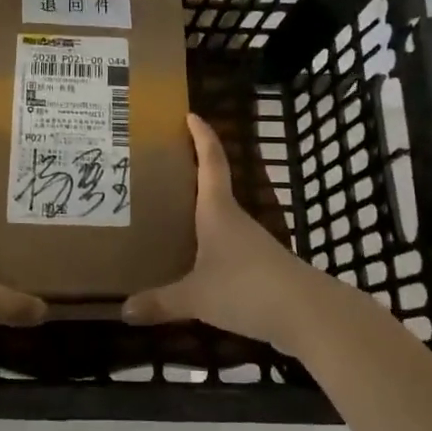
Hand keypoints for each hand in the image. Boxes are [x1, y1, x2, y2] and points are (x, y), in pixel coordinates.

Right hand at [121, 114, 341, 354]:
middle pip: (214, 187)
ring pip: (220, 219)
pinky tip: (195, 262)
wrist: (308, 315)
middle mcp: (235, 220)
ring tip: (169, 216)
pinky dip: (209, 245)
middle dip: (192, 174)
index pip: (212, 162)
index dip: (202, 137)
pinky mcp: (261, 267)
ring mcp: (251, 243)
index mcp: (218, 211)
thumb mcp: (196, 297)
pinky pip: (227, 247)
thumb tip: (123, 310)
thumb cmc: (246, 288)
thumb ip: (161, 302)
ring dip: (200, 212)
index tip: (191, 115)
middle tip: (162, 167)